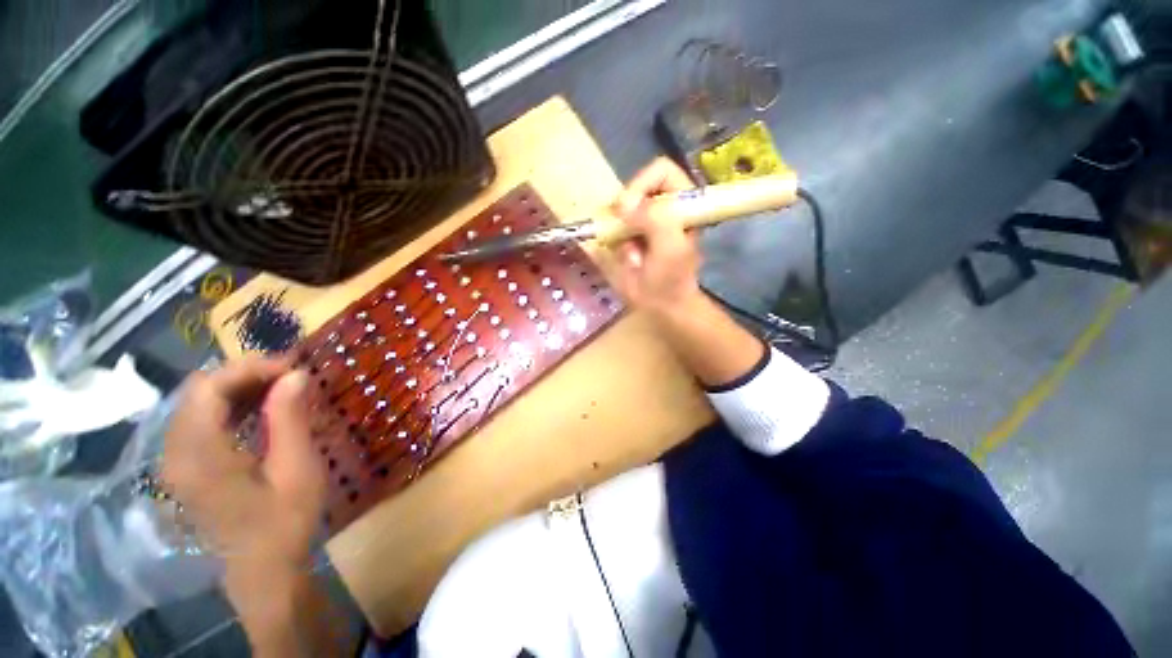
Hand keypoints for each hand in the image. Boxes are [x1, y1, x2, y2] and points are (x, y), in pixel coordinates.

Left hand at [162, 356, 325, 580]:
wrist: (262, 570)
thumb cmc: (284, 523)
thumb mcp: (298, 470)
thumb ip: (290, 420)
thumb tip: (296, 375)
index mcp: (199, 456)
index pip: (208, 389)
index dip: (250, 368)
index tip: (294, 368)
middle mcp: (175, 453)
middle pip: (198, 391)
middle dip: (246, 374)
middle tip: (292, 376)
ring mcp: (176, 461)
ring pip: (198, 402)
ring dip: (240, 387)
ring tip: (283, 387)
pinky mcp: (184, 466)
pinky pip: (201, 419)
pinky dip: (232, 405)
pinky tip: (262, 409)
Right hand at [610, 157, 703, 312]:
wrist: (664, 306)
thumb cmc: (671, 280)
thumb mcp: (669, 248)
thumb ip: (655, 219)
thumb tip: (624, 204)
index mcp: (683, 203)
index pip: (660, 172)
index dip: (641, 184)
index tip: (627, 209)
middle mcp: (665, 206)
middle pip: (636, 187)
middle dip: (625, 211)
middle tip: (621, 232)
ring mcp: (647, 220)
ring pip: (622, 209)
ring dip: (620, 230)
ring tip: (630, 254)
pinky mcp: (632, 234)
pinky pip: (614, 226)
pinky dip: (614, 240)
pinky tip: (627, 258)